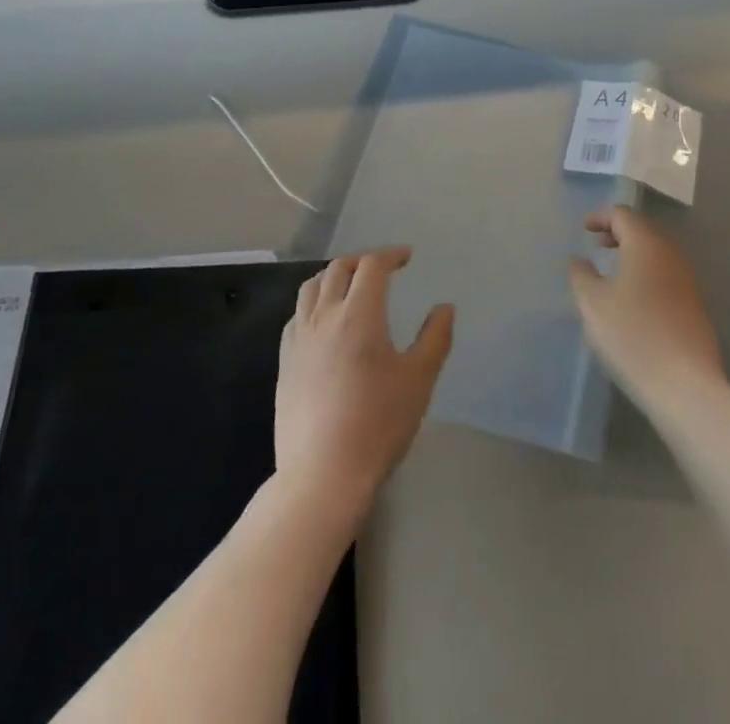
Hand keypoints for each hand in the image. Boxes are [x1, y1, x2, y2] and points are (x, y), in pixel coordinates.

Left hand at [275, 249, 452, 513]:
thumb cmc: (378, 423)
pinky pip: (297, 315)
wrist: (323, 473)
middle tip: (382, 269)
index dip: (390, 255)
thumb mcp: (419, 379)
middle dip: (362, 261)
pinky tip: (323, 322)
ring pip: (311, 287)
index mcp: (359, 313)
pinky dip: (313, 303)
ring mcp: (299, 339)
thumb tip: (444, 308)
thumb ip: (435, 338)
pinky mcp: (285, 362)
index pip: (372, 266)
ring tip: (350, 287)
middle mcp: (325, 316)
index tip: (406, 258)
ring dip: (333, 276)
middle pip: (339, 269)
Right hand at [568, 207, 723, 409]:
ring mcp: (687, 280)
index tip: (584, 230)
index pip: (623, 215)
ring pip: (657, 253)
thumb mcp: (593, 303)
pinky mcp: (695, 306)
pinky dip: (647, 273)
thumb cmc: (632, 335)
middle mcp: (671, 255)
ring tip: (613, 271)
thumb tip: (580, 260)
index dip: (601, 217)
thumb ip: (581, 275)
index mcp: (646, 245)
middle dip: (619, 233)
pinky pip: (666, 275)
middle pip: (644, 230)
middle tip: (597, 244)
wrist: (685, 385)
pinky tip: (634, 298)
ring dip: (634, 254)